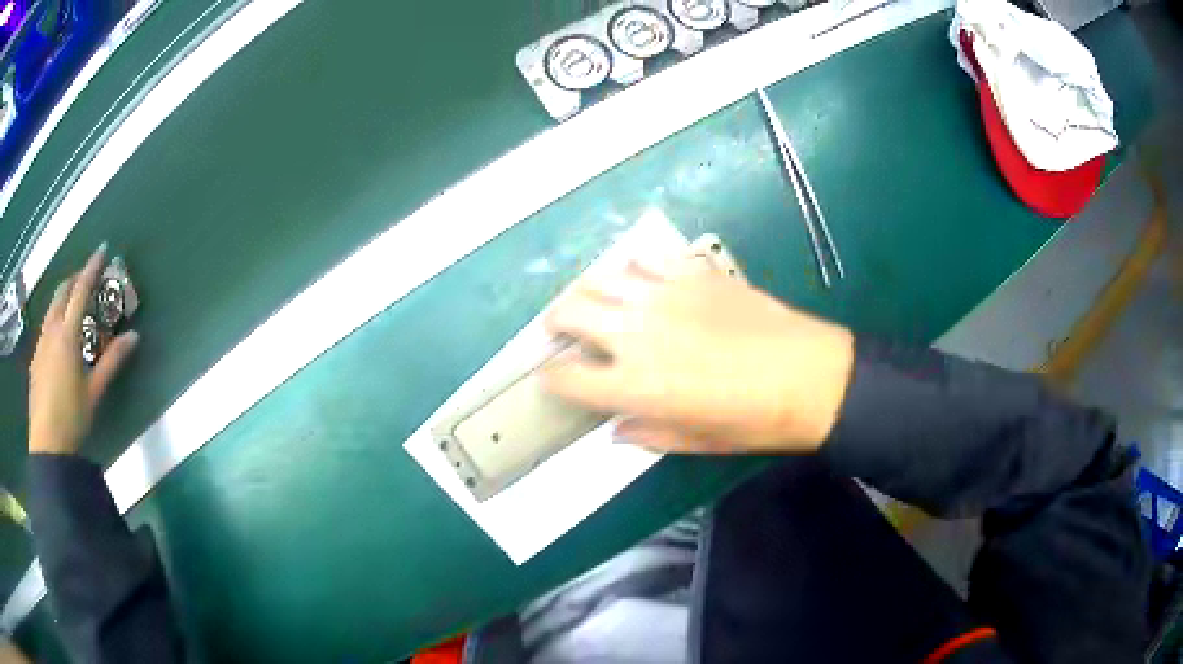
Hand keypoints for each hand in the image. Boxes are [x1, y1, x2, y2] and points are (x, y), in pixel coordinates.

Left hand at [29, 245, 138, 454]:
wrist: (47, 445)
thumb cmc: (72, 418)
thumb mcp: (94, 392)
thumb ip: (112, 361)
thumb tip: (135, 337)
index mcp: (67, 335)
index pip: (80, 290)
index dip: (91, 268)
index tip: (102, 249)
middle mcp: (51, 330)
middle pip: (62, 292)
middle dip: (75, 279)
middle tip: (87, 279)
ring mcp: (41, 343)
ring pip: (52, 308)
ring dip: (64, 297)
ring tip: (74, 304)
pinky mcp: (35, 358)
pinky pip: (46, 325)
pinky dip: (55, 317)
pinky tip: (59, 336)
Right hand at [540, 262, 853, 453]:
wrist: (808, 377)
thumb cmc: (752, 421)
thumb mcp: (695, 442)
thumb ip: (646, 434)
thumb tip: (616, 427)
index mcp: (633, 385)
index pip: (567, 377)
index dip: (552, 378)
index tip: (553, 377)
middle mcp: (636, 334)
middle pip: (570, 313)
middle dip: (556, 323)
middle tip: (562, 331)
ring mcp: (663, 296)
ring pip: (600, 278)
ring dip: (588, 292)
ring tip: (596, 302)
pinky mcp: (691, 273)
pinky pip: (646, 258)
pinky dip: (633, 267)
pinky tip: (642, 279)